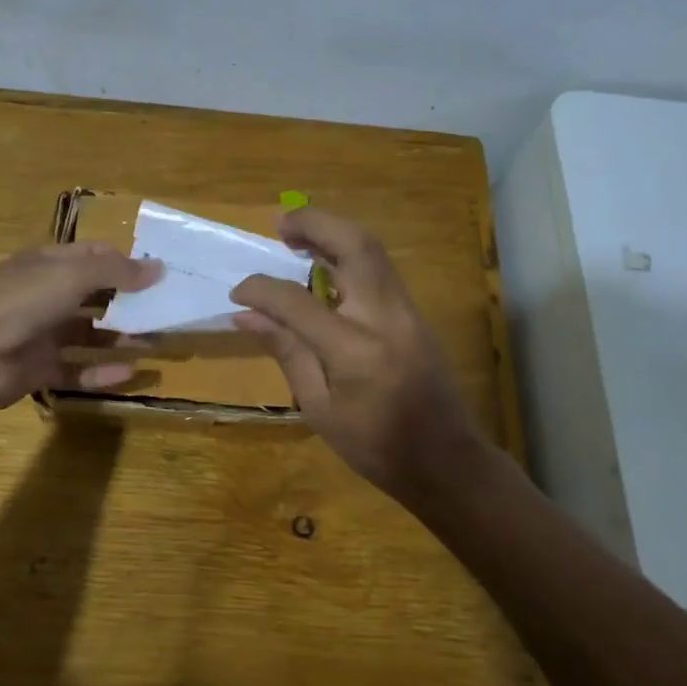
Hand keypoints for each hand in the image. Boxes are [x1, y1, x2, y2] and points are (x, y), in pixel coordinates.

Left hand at [0, 243, 159, 412]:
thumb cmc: (19, 302)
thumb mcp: (70, 275)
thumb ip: (116, 271)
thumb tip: (159, 267)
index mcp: (47, 265)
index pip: (93, 257)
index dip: (125, 263)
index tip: (159, 276)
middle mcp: (44, 296)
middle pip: (94, 296)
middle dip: (127, 303)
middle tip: (165, 312)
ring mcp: (40, 334)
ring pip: (88, 334)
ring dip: (120, 338)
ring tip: (156, 343)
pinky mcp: (38, 369)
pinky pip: (76, 368)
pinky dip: (101, 371)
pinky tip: (130, 372)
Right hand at [231, 208, 493, 507]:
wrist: (448, 461)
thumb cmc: (377, 447)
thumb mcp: (320, 409)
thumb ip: (287, 353)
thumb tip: (246, 316)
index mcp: (355, 350)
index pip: (298, 302)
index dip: (262, 289)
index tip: (238, 291)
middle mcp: (386, 317)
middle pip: (355, 245)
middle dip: (314, 224)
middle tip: (279, 224)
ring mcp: (407, 310)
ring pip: (372, 249)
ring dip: (333, 232)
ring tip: (296, 236)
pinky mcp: (414, 313)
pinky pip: (380, 268)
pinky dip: (349, 253)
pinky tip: (325, 265)